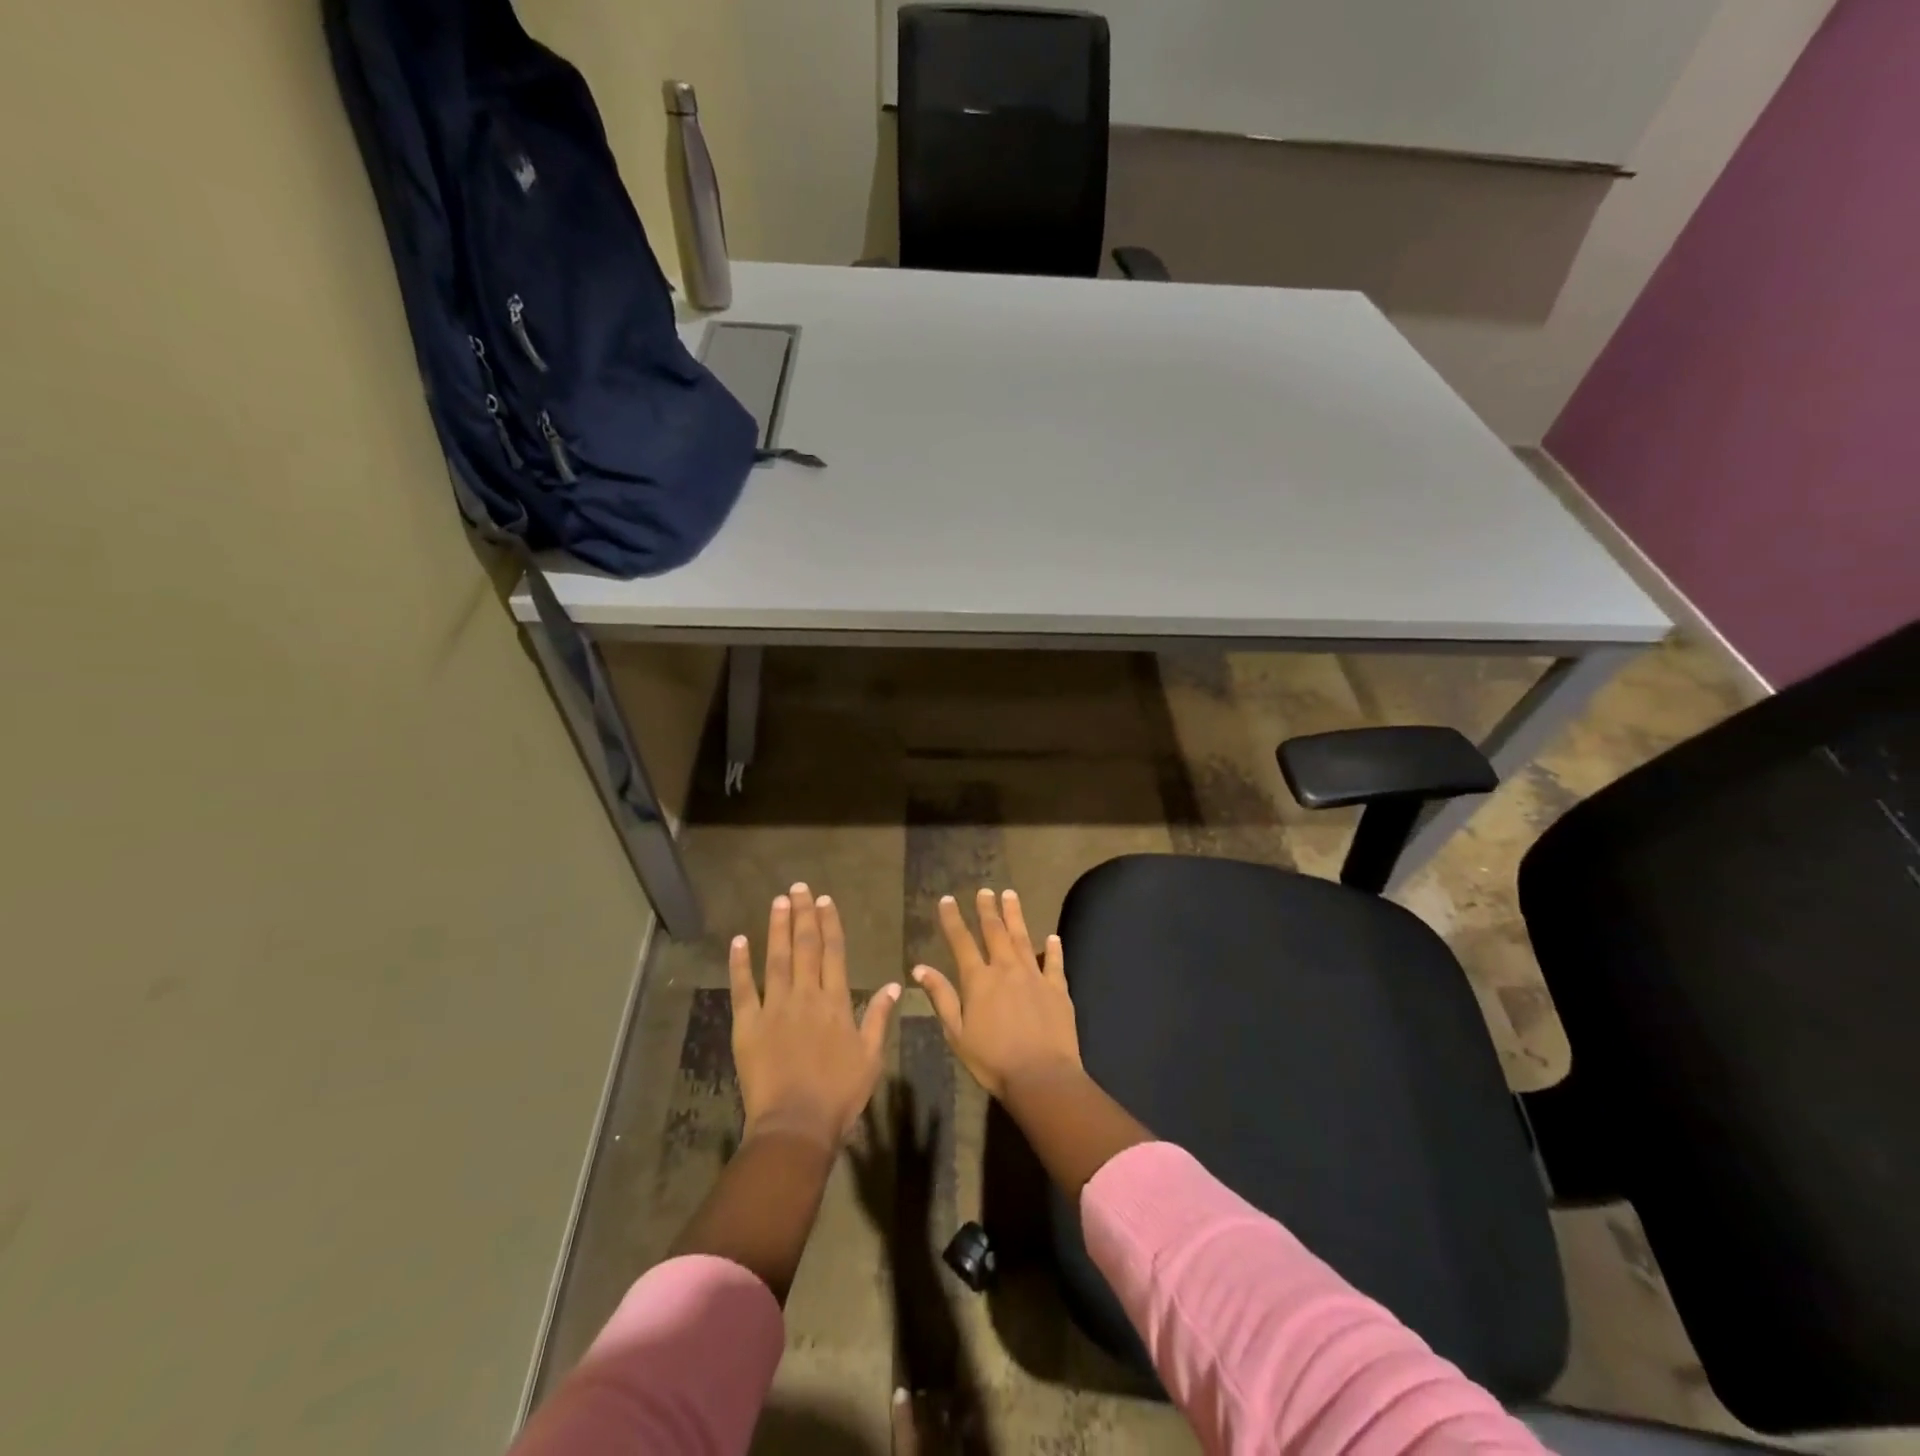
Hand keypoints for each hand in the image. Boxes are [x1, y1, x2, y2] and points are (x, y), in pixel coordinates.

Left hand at [731, 883, 901, 1152]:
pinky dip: (740, 964)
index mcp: (835, 1002)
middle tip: (798, 887)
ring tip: (778, 901)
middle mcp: (805, 996)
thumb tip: (895, 985)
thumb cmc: (839, 1094)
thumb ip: (879, 1018)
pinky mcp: (748, 1025)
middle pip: (805, 947)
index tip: (825, 900)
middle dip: (803, 915)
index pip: (833, 953)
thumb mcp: (871, 1057)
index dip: (829, 924)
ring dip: (777, 928)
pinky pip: (743, 989)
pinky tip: (739, 941)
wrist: (796, 1125)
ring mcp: (774, 1008)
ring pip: (776, 959)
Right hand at [912, 889, 1080, 1100]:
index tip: (948, 900)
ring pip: (1023, 938)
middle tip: (985, 890)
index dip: (953, 919)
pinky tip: (1052, 937)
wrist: (1041, 1076)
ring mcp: (1034, 976)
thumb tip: (920, 968)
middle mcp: (1006, 969)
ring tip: (1010, 895)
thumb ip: (941, 997)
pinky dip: (1053, 948)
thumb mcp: (957, 1033)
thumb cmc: (992, 1060)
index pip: (961, 941)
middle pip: (994, 932)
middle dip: (987, 909)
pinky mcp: (1058, 988)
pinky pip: (1055, 962)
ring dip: (1015, 915)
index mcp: (979, 980)